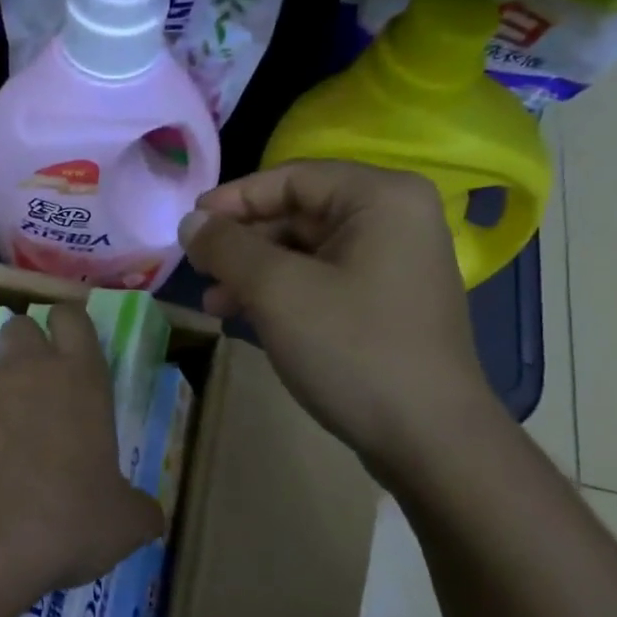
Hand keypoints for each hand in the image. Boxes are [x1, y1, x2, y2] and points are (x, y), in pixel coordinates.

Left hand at [0, 306, 164, 594]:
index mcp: (79, 379)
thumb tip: (149, 516)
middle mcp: (26, 368)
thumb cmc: (66, 520)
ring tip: (1, 445)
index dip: (70, 326)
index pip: (73, 318)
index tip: (71, 347)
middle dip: (28, 349)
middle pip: (22, 328)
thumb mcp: (122, 524)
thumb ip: (139, 509)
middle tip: (37, 393)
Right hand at [179, 160, 499, 474]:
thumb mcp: (277, 291)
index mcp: (380, 198)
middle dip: (242, 244)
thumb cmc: (352, 349)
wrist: (428, 439)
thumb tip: (190, 222)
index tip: (188, 227)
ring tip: (213, 303)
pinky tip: (245, 317)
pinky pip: (321, 281)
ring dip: (254, 273)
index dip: (233, 199)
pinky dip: (280, 294)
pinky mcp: (384, 303)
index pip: (291, 178)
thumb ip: (227, 247)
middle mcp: (394, 220)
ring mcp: (393, 264)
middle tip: (197, 270)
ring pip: (305, 252)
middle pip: (297, 213)